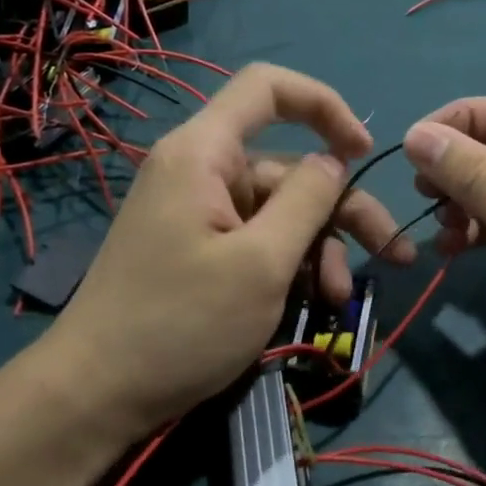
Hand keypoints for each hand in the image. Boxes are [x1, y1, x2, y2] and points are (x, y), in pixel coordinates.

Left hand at [26, 65, 414, 440]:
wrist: (94, 397)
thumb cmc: (180, 325)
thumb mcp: (261, 263)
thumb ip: (307, 200)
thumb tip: (333, 161)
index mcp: (204, 153)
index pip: (267, 88)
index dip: (323, 105)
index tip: (361, 150)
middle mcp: (200, 171)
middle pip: (288, 167)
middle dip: (342, 208)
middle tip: (391, 254)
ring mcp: (198, 212)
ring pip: (279, 211)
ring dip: (319, 249)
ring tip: (338, 299)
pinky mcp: (199, 248)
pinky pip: (257, 239)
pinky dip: (289, 264)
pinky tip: (311, 304)